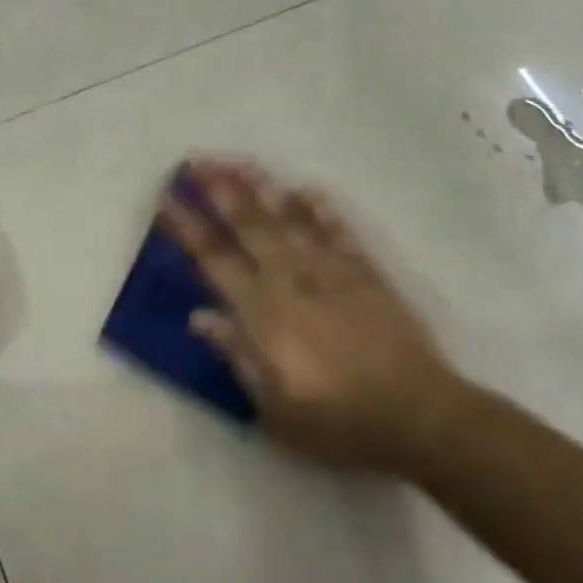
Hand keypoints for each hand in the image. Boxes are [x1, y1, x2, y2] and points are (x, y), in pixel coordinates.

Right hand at [161, 157, 464, 476]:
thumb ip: (236, 355)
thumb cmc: (338, 422)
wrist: (417, 414)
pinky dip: (320, 208)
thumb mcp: (274, 408)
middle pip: (247, 224)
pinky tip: (305, 188)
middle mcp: (290, 279)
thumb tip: (198, 316)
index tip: (166, 198)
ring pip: (287, 217)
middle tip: (194, 160)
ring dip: (260, 186)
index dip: (187, 227)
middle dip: (217, 189)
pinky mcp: (364, 272)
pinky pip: (337, 230)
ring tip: (237, 160)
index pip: (213, 260)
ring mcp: (329, 270)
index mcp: (262, 313)